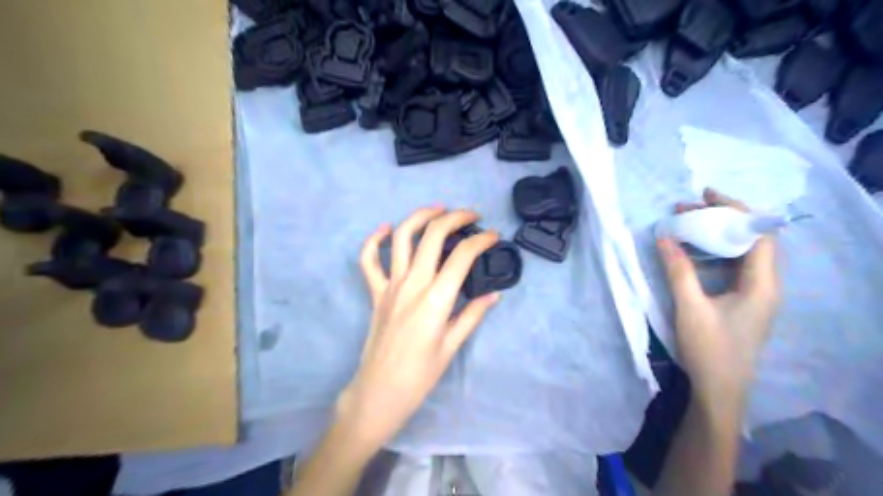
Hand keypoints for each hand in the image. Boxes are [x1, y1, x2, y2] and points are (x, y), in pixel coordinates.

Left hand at [338, 207, 499, 454]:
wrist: (379, 392)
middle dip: (455, 218)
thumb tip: (494, 294)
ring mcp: (390, 285)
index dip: (481, 240)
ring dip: (420, 217)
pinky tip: (387, 229)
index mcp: (436, 299)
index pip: (462, 256)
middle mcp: (412, 284)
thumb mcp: (452, 346)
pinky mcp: (375, 292)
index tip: (493, 236)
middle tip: (471, 215)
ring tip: (438, 209)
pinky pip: (368, 260)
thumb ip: (472, 315)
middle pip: (433, 236)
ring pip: (402, 238)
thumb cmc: (420, 375)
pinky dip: (375, 240)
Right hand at [658, 188, 781, 401]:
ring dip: (715, 236)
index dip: (734, 209)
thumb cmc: (709, 349)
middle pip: (750, 240)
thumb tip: (664, 237)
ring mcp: (756, 294)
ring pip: (740, 253)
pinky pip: (732, 267)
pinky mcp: (743, 302)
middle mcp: (766, 285)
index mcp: (763, 284)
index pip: (757, 233)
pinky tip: (693, 252)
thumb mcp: (690, 307)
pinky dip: (713, 253)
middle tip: (686, 211)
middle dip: (720, 220)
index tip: (705, 196)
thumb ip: (678, 270)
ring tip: (686, 226)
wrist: (719, 391)